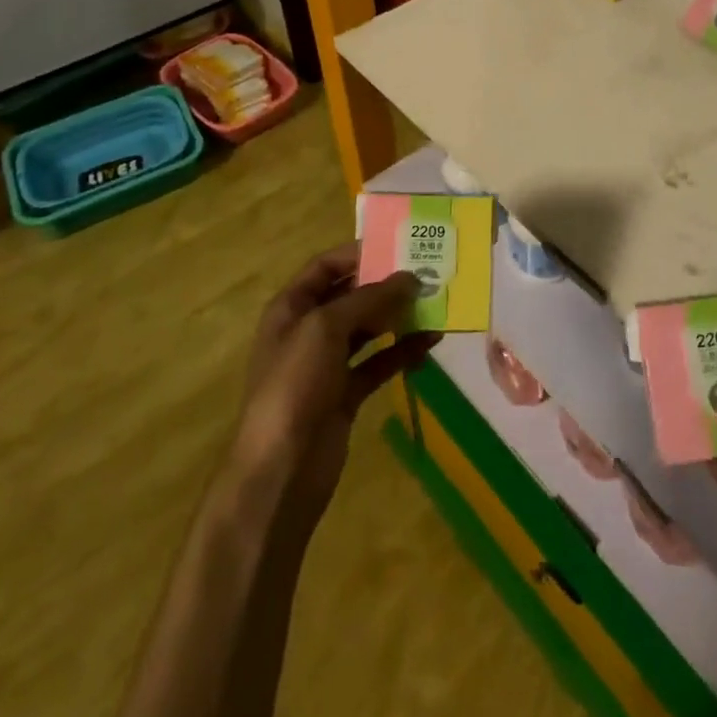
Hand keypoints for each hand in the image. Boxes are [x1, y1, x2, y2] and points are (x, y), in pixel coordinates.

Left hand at [223, 244, 438, 523]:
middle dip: (386, 284)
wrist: (280, 471)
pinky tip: (431, 341)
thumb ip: (370, 298)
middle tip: (428, 273)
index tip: (399, 245)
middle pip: (351, 296)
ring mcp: (327, 364)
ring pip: (368, 329)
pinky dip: (403, 351)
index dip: (359, 253)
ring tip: (436, 303)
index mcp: (291, 308)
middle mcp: (308, 331)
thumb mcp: (327, 328)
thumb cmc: (295, 385)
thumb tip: (411, 276)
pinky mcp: (346, 393)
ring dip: (398, 316)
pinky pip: (379, 362)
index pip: (325, 267)